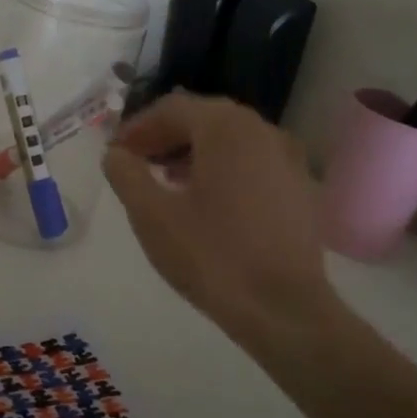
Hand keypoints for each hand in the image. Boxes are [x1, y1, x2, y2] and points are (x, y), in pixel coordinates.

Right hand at [103, 92, 331, 337]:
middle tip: (137, 163)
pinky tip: (208, 200)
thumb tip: (116, 154)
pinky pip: (253, 161)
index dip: (137, 127)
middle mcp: (261, 129)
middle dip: (165, 136)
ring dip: (193, 151)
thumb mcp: (151, 215)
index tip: (115, 152)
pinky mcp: (301, 186)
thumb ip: (126, 174)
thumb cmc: (212, 256)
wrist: (284, 309)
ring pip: (230, 139)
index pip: (172, 108)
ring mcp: (287, 157)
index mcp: (225, 127)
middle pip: (203, 118)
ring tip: (166, 182)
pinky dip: (224, 167)